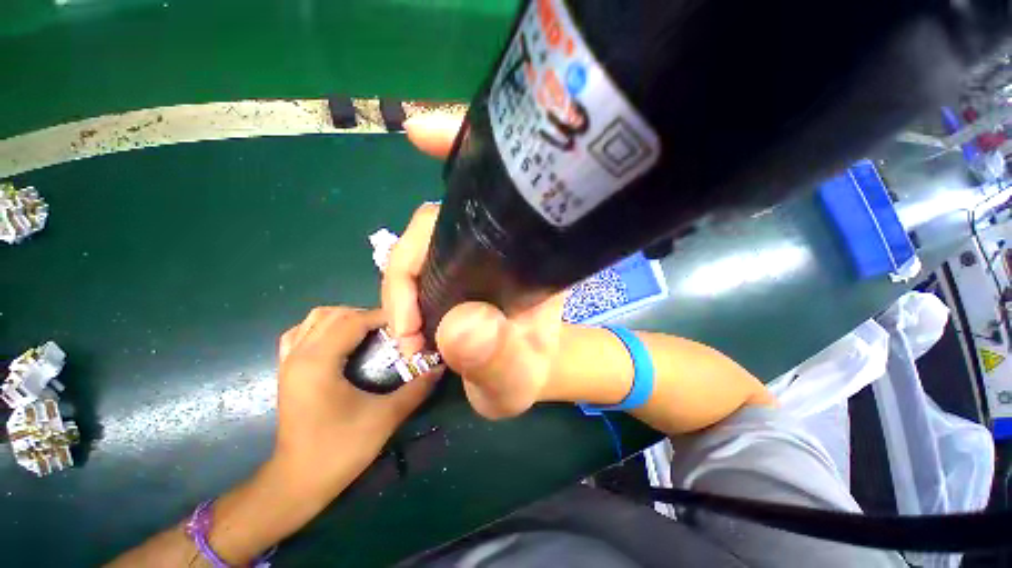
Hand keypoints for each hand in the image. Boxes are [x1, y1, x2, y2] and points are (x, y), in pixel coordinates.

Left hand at [272, 306, 436, 496]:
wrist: (298, 483)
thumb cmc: (340, 449)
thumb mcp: (385, 418)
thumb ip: (416, 389)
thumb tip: (440, 367)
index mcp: (318, 362)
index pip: (352, 321)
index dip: (382, 316)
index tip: (406, 323)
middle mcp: (299, 355)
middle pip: (333, 314)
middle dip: (365, 315)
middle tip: (390, 329)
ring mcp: (288, 362)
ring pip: (314, 319)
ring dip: (344, 318)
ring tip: (368, 331)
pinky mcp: (286, 372)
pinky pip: (300, 334)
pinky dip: (322, 328)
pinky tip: (340, 340)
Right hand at [383, 113, 566, 419]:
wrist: (519, 382)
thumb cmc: (525, 374)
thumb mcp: (515, 377)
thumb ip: (497, 357)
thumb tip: (462, 326)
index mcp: (527, 257)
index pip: (497, 195)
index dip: (462, 154)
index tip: (421, 132)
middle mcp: (499, 245)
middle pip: (438, 222)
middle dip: (407, 271)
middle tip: (408, 329)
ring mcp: (471, 256)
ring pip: (421, 244)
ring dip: (400, 289)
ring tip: (407, 336)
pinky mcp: (452, 273)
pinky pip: (418, 264)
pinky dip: (400, 286)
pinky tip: (402, 318)